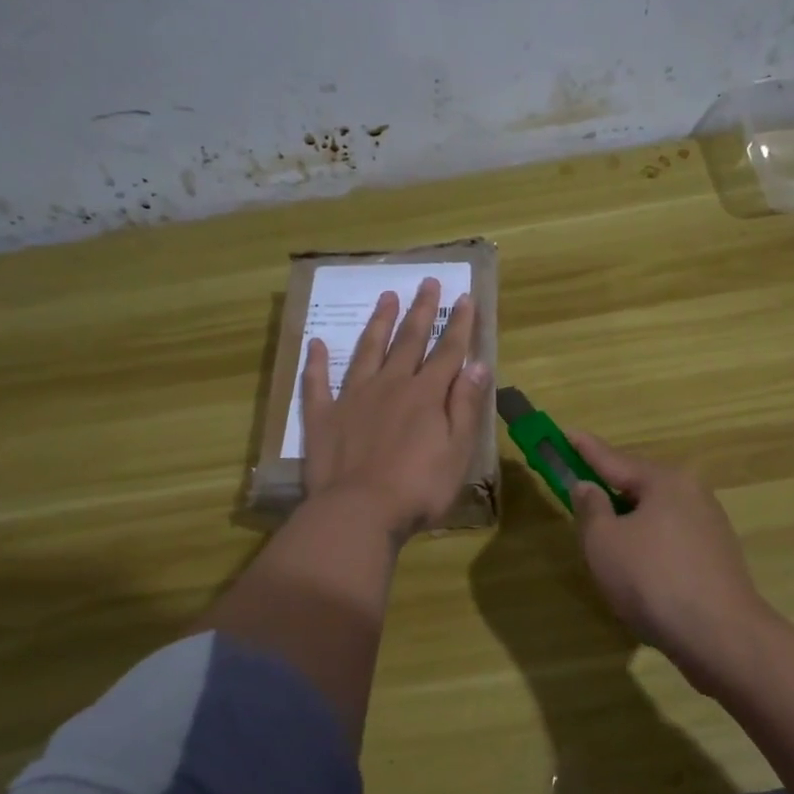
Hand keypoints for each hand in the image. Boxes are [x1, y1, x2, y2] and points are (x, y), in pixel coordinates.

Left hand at [300, 277, 489, 539]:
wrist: (359, 512)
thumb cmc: (418, 488)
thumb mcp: (458, 451)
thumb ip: (466, 406)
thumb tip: (477, 364)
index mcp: (426, 395)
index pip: (448, 351)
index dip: (459, 324)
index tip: (464, 296)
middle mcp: (390, 385)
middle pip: (409, 341)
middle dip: (421, 310)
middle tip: (427, 281)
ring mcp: (353, 398)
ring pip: (367, 350)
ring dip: (378, 322)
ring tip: (386, 296)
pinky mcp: (323, 416)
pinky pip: (318, 382)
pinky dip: (316, 362)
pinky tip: (316, 343)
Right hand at [567, 432, 770, 693]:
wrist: (721, 636)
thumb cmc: (652, 580)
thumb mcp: (604, 542)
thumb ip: (591, 508)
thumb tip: (588, 486)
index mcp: (665, 481)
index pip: (614, 459)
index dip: (584, 449)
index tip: (565, 433)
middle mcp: (692, 494)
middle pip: (639, 486)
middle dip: (609, 490)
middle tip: (579, 493)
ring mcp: (710, 526)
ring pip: (656, 515)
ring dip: (628, 522)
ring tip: (604, 540)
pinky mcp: (716, 558)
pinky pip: (670, 539)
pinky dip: (648, 545)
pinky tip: (637, 569)